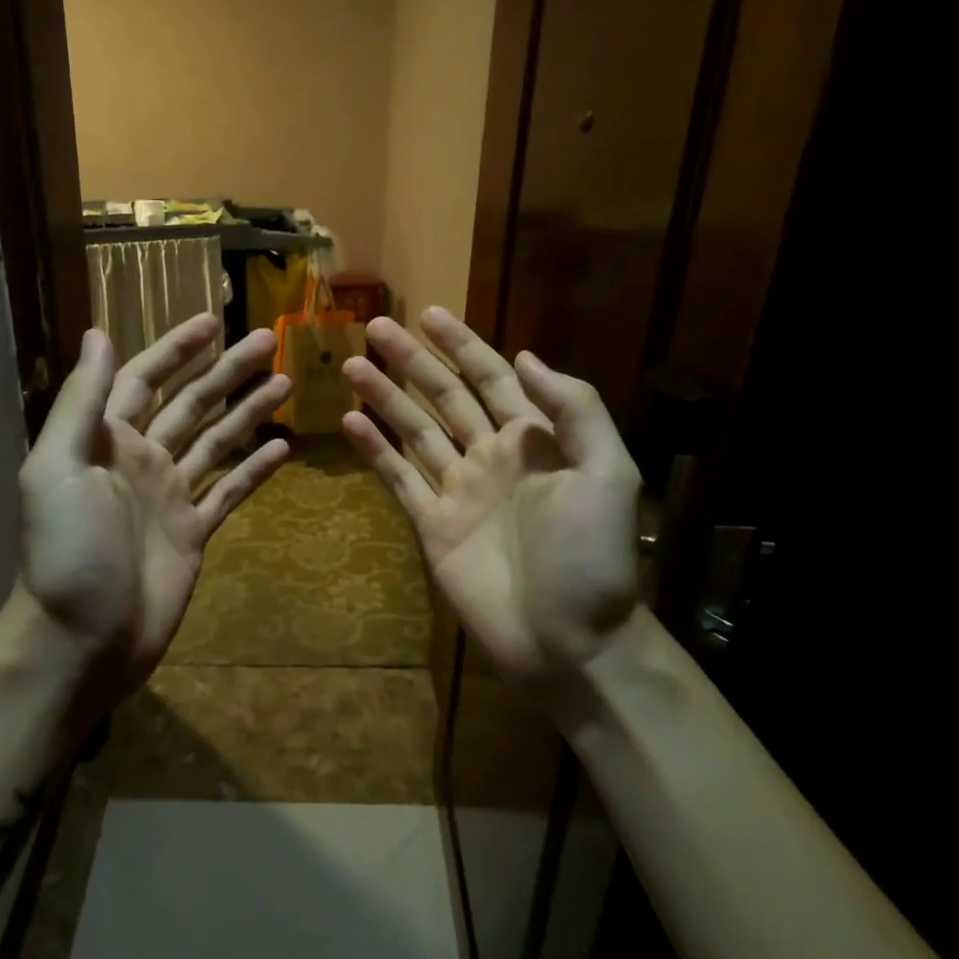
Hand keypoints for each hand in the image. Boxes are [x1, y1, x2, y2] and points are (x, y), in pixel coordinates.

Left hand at [17, 315, 290, 697]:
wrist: (82, 639)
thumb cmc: (67, 549)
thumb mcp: (58, 467)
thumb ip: (82, 401)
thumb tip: (99, 333)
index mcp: (107, 439)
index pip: (144, 378)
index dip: (175, 349)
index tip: (212, 322)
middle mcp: (142, 459)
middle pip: (191, 403)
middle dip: (226, 371)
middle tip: (268, 342)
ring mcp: (170, 495)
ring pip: (217, 441)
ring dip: (248, 411)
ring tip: (286, 384)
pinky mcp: (194, 532)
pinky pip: (229, 492)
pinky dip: (254, 470)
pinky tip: (284, 449)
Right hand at [341, 308, 642, 708]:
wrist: (569, 642)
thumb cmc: (593, 558)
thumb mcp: (607, 474)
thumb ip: (574, 411)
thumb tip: (526, 357)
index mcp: (534, 440)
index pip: (492, 378)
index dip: (463, 345)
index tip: (430, 315)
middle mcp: (491, 456)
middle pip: (445, 396)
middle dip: (413, 361)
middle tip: (376, 328)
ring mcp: (458, 490)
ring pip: (415, 431)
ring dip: (386, 397)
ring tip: (352, 367)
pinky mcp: (432, 526)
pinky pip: (399, 479)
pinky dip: (375, 451)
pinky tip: (350, 422)